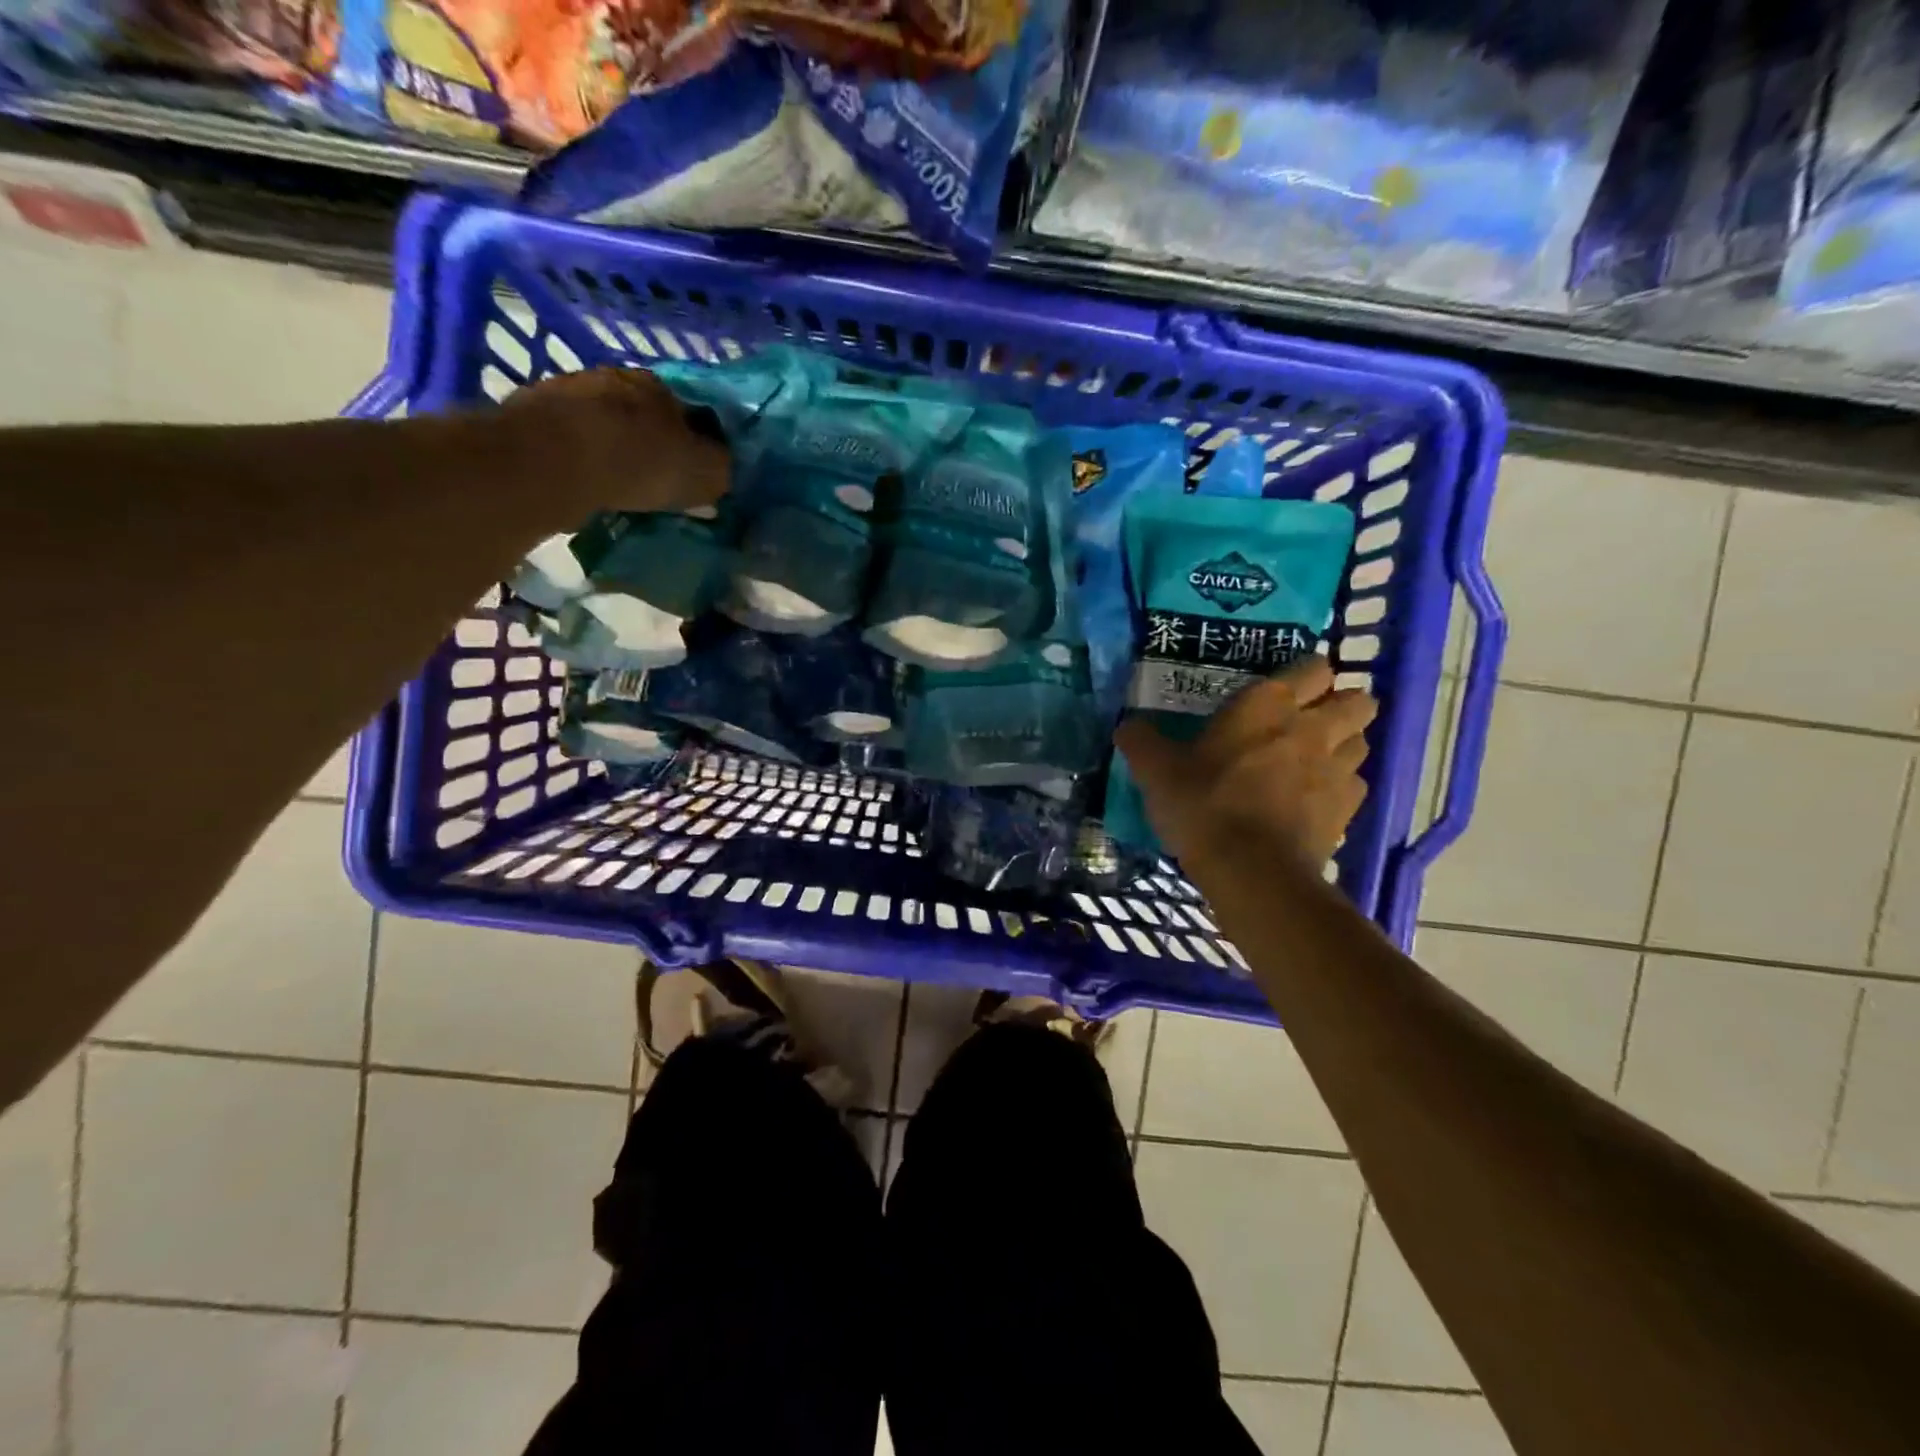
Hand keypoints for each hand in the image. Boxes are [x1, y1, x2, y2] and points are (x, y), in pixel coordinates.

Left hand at [503, 367, 728, 516]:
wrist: (549, 458)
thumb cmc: (637, 462)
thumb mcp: (702, 474)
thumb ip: (721, 471)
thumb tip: (723, 472)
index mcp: (663, 385)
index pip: (695, 411)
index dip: (703, 444)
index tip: (702, 473)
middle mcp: (618, 378)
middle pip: (648, 415)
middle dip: (657, 445)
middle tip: (663, 483)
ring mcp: (572, 392)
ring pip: (609, 425)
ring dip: (618, 451)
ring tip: (623, 488)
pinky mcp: (536, 415)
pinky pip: (574, 441)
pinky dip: (585, 461)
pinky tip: (589, 486)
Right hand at [1114, 656, 1376, 873]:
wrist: (1251, 871)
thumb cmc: (1202, 805)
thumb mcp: (1156, 771)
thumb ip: (1141, 742)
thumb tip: (1127, 727)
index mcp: (1269, 704)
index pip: (1314, 666)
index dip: (1306, 673)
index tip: (1284, 689)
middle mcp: (1313, 727)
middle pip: (1358, 700)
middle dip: (1340, 704)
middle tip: (1308, 720)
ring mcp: (1338, 769)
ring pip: (1361, 740)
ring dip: (1344, 743)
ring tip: (1314, 759)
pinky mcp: (1347, 810)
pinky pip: (1355, 785)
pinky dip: (1341, 787)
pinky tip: (1314, 799)